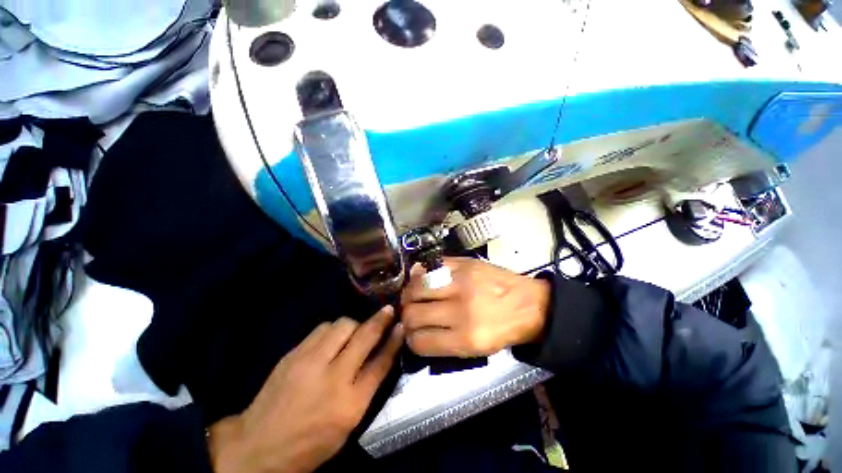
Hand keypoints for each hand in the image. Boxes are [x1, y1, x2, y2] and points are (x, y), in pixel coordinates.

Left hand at [208, 307, 403, 472]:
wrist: (257, 446)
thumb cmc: (310, 443)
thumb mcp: (346, 425)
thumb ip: (365, 388)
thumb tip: (380, 355)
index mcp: (350, 405)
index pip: (380, 364)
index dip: (393, 341)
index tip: (401, 325)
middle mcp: (333, 379)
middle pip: (364, 337)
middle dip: (380, 320)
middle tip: (388, 310)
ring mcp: (310, 363)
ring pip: (342, 325)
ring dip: (354, 325)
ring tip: (353, 333)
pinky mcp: (293, 354)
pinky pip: (322, 328)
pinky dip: (333, 329)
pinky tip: (332, 338)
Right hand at [401, 258, 550, 356]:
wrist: (530, 303)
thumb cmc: (503, 330)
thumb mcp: (477, 350)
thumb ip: (443, 343)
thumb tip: (414, 332)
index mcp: (466, 338)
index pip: (419, 342)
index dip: (410, 340)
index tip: (410, 334)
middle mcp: (461, 310)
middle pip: (412, 314)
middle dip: (406, 317)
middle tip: (409, 313)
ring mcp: (462, 282)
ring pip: (415, 288)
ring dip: (409, 293)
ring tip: (412, 295)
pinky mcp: (464, 263)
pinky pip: (430, 267)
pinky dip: (421, 274)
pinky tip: (422, 277)